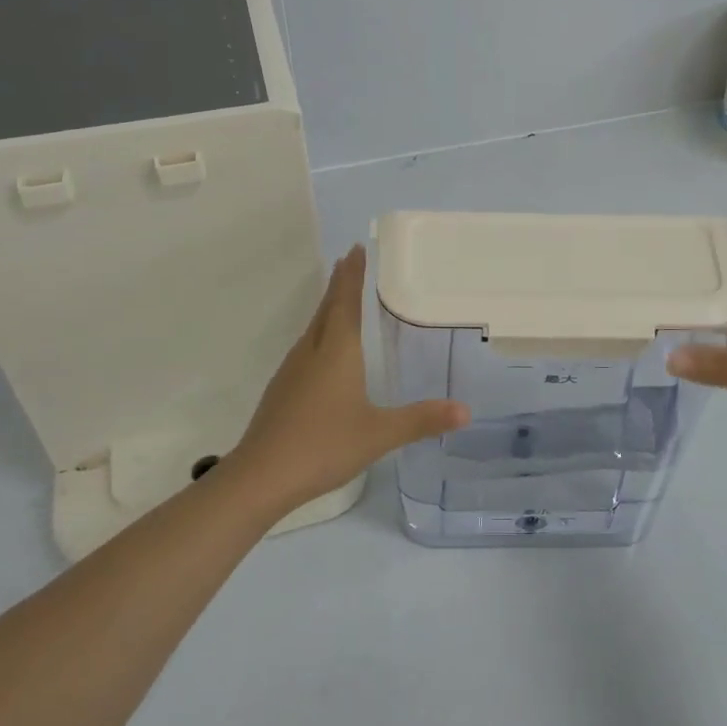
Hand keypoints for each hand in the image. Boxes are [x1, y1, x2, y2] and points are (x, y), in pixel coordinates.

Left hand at [227, 245, 468, 516]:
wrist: (261, 477)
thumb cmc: (323, 445)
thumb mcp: (380, 434)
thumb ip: (421, 420)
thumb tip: (465, 410)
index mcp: (336, 351)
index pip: (345, 301)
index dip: (352, 274)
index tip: (357, 248)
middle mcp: (311, 352)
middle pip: (326, 309)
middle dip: (339, 284)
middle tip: (350, 261)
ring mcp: (291, 371)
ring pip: (313, 328)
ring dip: (328, 308)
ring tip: (341, 300)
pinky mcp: (281, 391)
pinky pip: (305, 349)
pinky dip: (320, 335)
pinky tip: (324, 353)